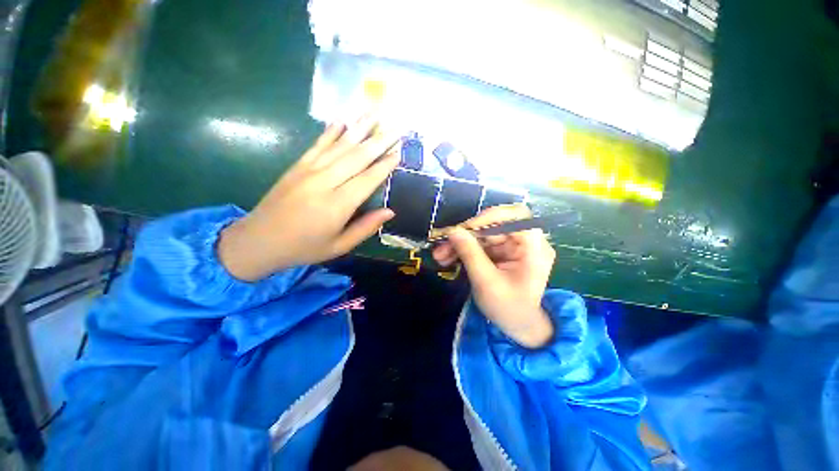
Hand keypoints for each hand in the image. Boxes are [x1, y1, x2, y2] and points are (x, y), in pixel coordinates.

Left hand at [218, 117, 399, 280]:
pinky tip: (343, 119)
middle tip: (397, 127)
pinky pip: (318, 145)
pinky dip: (331, 131)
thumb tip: (390, 211)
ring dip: (359, 128)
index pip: (368, 179)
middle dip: (380, 140)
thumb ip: (365, 228)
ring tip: (375, 113)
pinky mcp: (297, 166)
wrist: (258, 241)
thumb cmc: (304, 247)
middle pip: (357, 157)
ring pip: (339, 145)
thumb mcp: (339, 246)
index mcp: (337, 206)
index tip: (400, 151)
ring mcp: (308, 171)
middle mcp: (324, 182)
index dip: (385, 165)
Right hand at [432, 205, 555, 347]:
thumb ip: (470, 254)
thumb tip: (452, 231)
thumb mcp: (487, 282)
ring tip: (440, 255)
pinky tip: (447, 258)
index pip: (515, 216)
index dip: (489, 217)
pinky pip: (479, 244)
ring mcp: (512, 246)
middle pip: (493, 224)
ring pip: (482, 234)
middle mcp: (525, 241)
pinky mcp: (501, 252)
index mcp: (534, 248)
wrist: (517, 327)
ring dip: (460, 243)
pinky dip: (463, 249)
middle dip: (466, 234)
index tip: (464, 229)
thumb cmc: (508, 308)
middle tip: (444, 243)